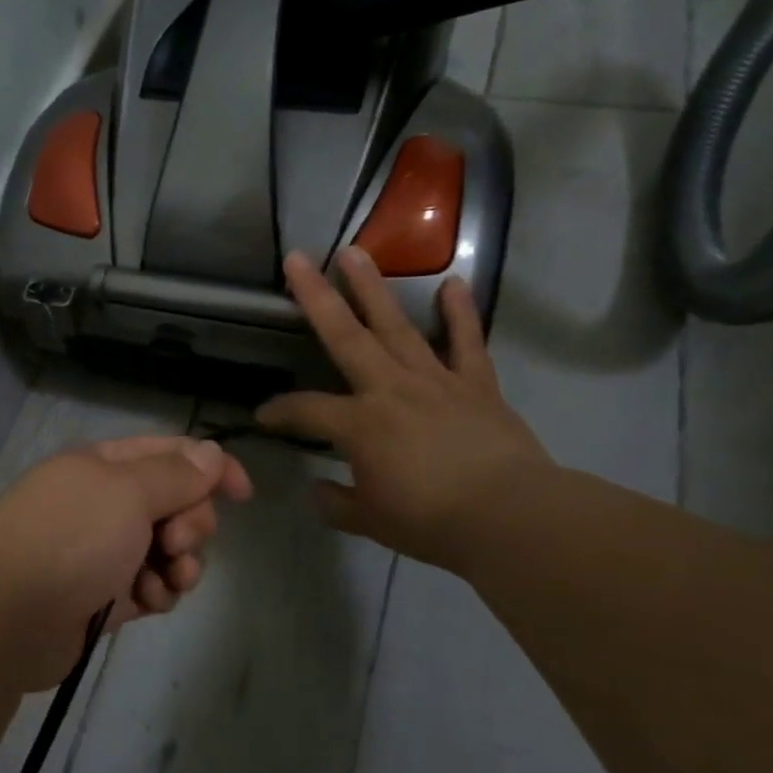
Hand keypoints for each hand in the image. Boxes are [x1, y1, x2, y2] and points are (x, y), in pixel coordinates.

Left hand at [0, 436, 253, 690]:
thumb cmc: (71, 537)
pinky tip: (148, 602)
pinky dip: (157, 592)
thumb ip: (175, 473)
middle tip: (176, 540)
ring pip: (168, 549)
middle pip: (174, 503)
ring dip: (180, 563)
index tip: (244, 494)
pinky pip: (151, 586)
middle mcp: (105, 503)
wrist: (9, 614)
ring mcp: (104, 550)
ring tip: (168, 578)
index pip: (170, 454)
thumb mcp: (127, 491)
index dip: (211, 468)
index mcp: (105, 466)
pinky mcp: (105, 595)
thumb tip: (211, 452)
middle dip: (190, 522)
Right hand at [256, 247, 551, 570]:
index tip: (262, 416)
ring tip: (355, 252)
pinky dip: (460, 313)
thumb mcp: (370, 520)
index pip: (305, 410)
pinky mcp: (476, 385)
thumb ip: (337, 502)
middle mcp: (389, 389)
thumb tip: (319, 489)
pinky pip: (466, 342)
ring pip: (397, 326)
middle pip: (345, 336)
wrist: (510, 517)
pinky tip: (452, 283)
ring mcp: (435, 381)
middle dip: (317, 297)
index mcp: (358, 424)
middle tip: (297, 259)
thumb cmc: (430, 521)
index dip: (279, 411)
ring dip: (373, 288)